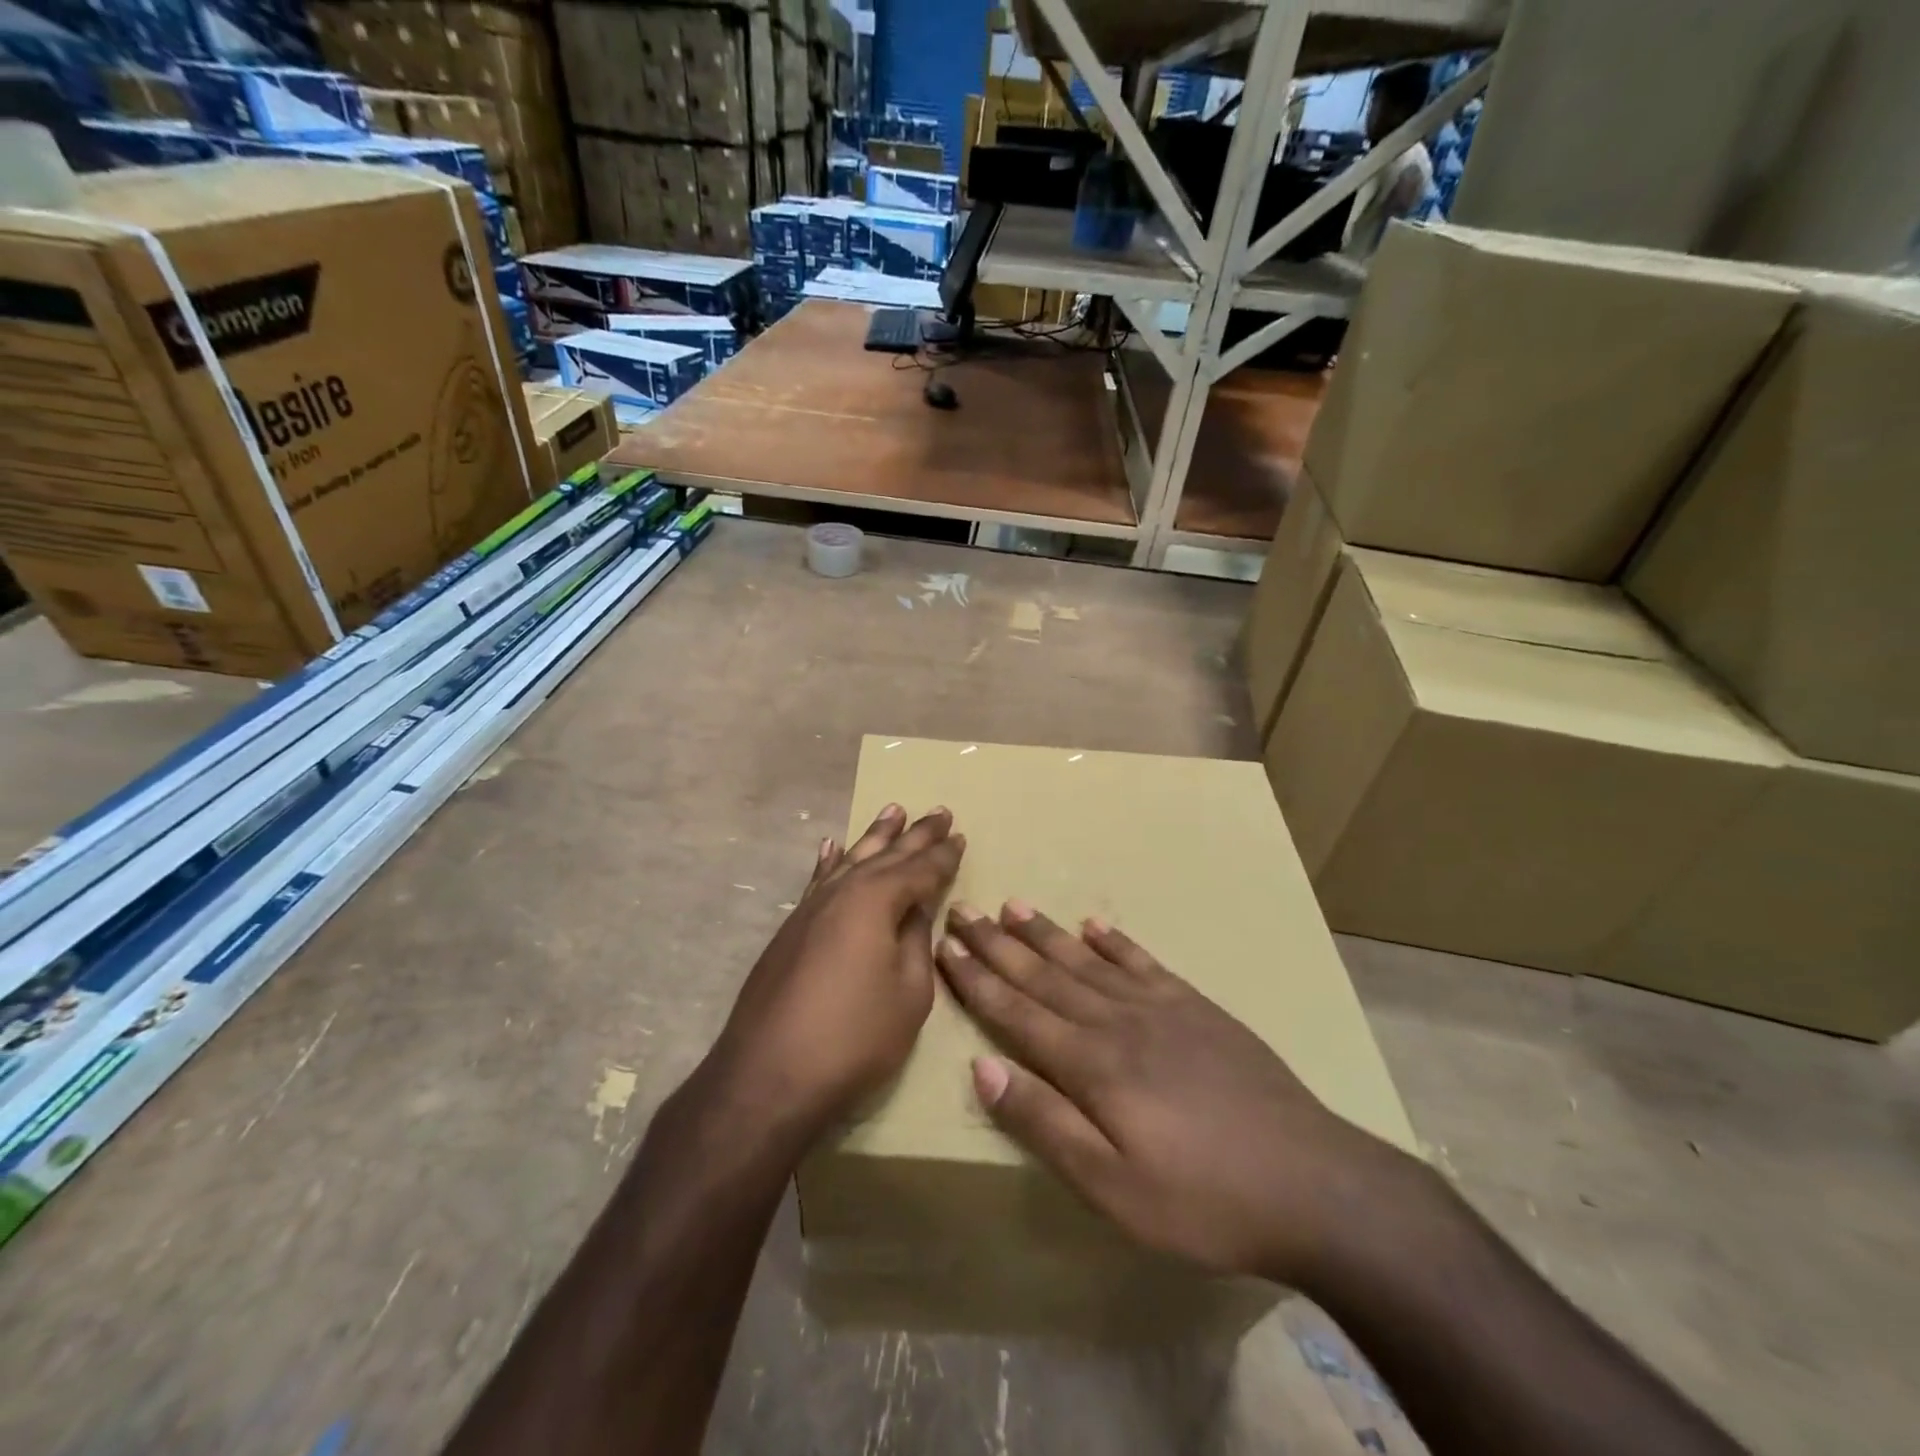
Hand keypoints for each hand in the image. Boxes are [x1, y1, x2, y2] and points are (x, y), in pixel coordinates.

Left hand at [707, 805, 963, 1139]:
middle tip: (938, 811)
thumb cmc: (854, 1036)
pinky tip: (831, 847)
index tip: (960, 835)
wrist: (769, 1074)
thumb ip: (916, 942)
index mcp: (877, 901)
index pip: (920, 870)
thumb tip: (916, 909)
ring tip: (893, 810)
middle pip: (886, 855)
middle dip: (915, 834)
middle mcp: (843, 892)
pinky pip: (817, 880)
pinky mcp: (791, 928)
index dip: (943, 855)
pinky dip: (828, 861)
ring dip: (875, 836)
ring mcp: (811, 907)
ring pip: (851, 859)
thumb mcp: (909, 993)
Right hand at [935, 901, 1405, 1287]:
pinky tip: (1095, 927)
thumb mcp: (1114, 1188)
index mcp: (1092, 1065)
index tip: (946, 946)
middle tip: (964, 910)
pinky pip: (1143, 963)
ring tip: (1013, 904)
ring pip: (1087, 961)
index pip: (1017, 1012)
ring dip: (1046, 933)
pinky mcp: (1197, 1008)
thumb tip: (983, 1068)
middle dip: (999, 945)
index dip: (977, 979)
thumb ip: (1046, 1123)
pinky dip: (1115, 942)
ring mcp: (1161, 1008)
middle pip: (1044, 975)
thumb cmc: (1203, 1199)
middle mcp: (1117, 1022)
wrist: (1312, 1183)